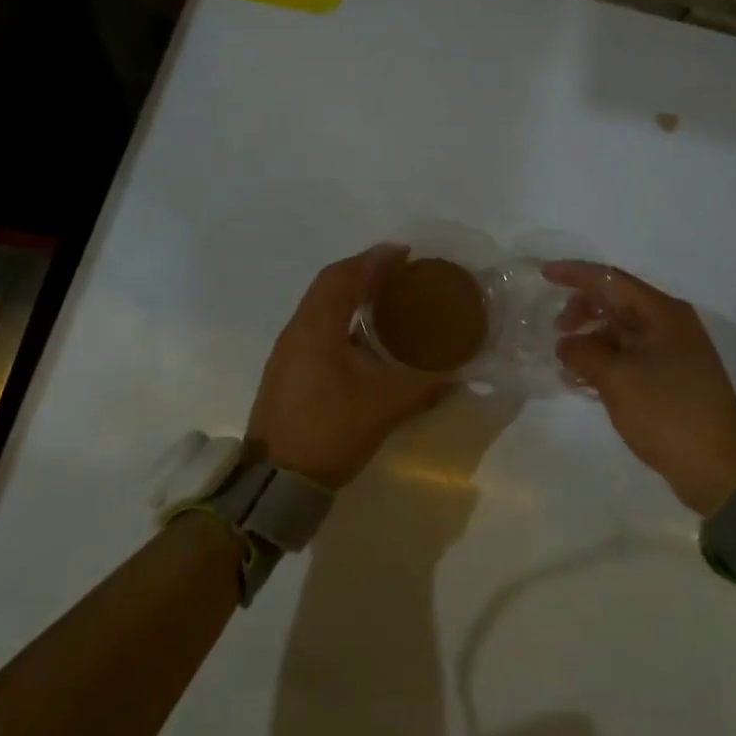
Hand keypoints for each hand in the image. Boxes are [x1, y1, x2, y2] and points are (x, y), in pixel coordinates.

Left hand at [247, 246, 450, 488]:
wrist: (275, 482)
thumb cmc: (330, 431)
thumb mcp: (385, 407)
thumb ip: (425, 386)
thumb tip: (460, 375)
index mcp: (317, 327)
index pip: (344, 275)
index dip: (374, 259)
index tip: (405, 253)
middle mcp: (297, 329)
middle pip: (329, 284)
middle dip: (364, 272)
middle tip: (400, 273)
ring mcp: (287, 351)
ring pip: (320, 306)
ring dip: (350, 294)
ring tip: (385, 299)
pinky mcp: (285, 370)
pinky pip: (315, 326)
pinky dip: (340, 317)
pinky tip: (362, 337)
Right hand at [547, 262, 735, 515]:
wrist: (718, 470)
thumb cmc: (667, 413)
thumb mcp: (617, 379)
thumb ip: (584, 353)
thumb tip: (565, 344)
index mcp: (663, 313)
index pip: (611, 279)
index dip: (575, 274)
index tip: (543, 275)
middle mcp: (670, 324)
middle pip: (617, 302)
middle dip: (582, 310)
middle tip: (557, 331)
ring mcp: (674, 352)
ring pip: (622, 331)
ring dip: (591, 339)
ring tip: (566, 362)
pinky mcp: (672, 378)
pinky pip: (630, 355)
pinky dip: (605, 360)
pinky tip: (583, 379)